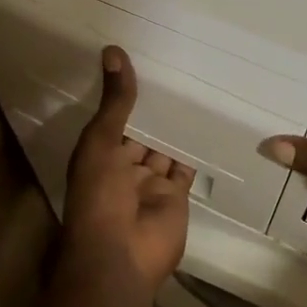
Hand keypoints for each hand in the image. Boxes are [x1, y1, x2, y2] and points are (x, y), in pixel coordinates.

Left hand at [62, 47, 192, 291]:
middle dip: (155, 108)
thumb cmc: (99, 195)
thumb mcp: (101, 141)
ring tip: (196, 86)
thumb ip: (115, 101)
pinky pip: (186, 166)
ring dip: (175, 126)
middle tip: (177, 67)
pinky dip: (194, 149)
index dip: (126, 94)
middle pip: (142, 131)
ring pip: (165, 147)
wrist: (120, 255)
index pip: (115, 117)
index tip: (144, 60)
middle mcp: (124, 165)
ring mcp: (150, 182)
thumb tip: (114, 51)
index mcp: (99, 152)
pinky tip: (207, 121)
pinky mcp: (176, 195)